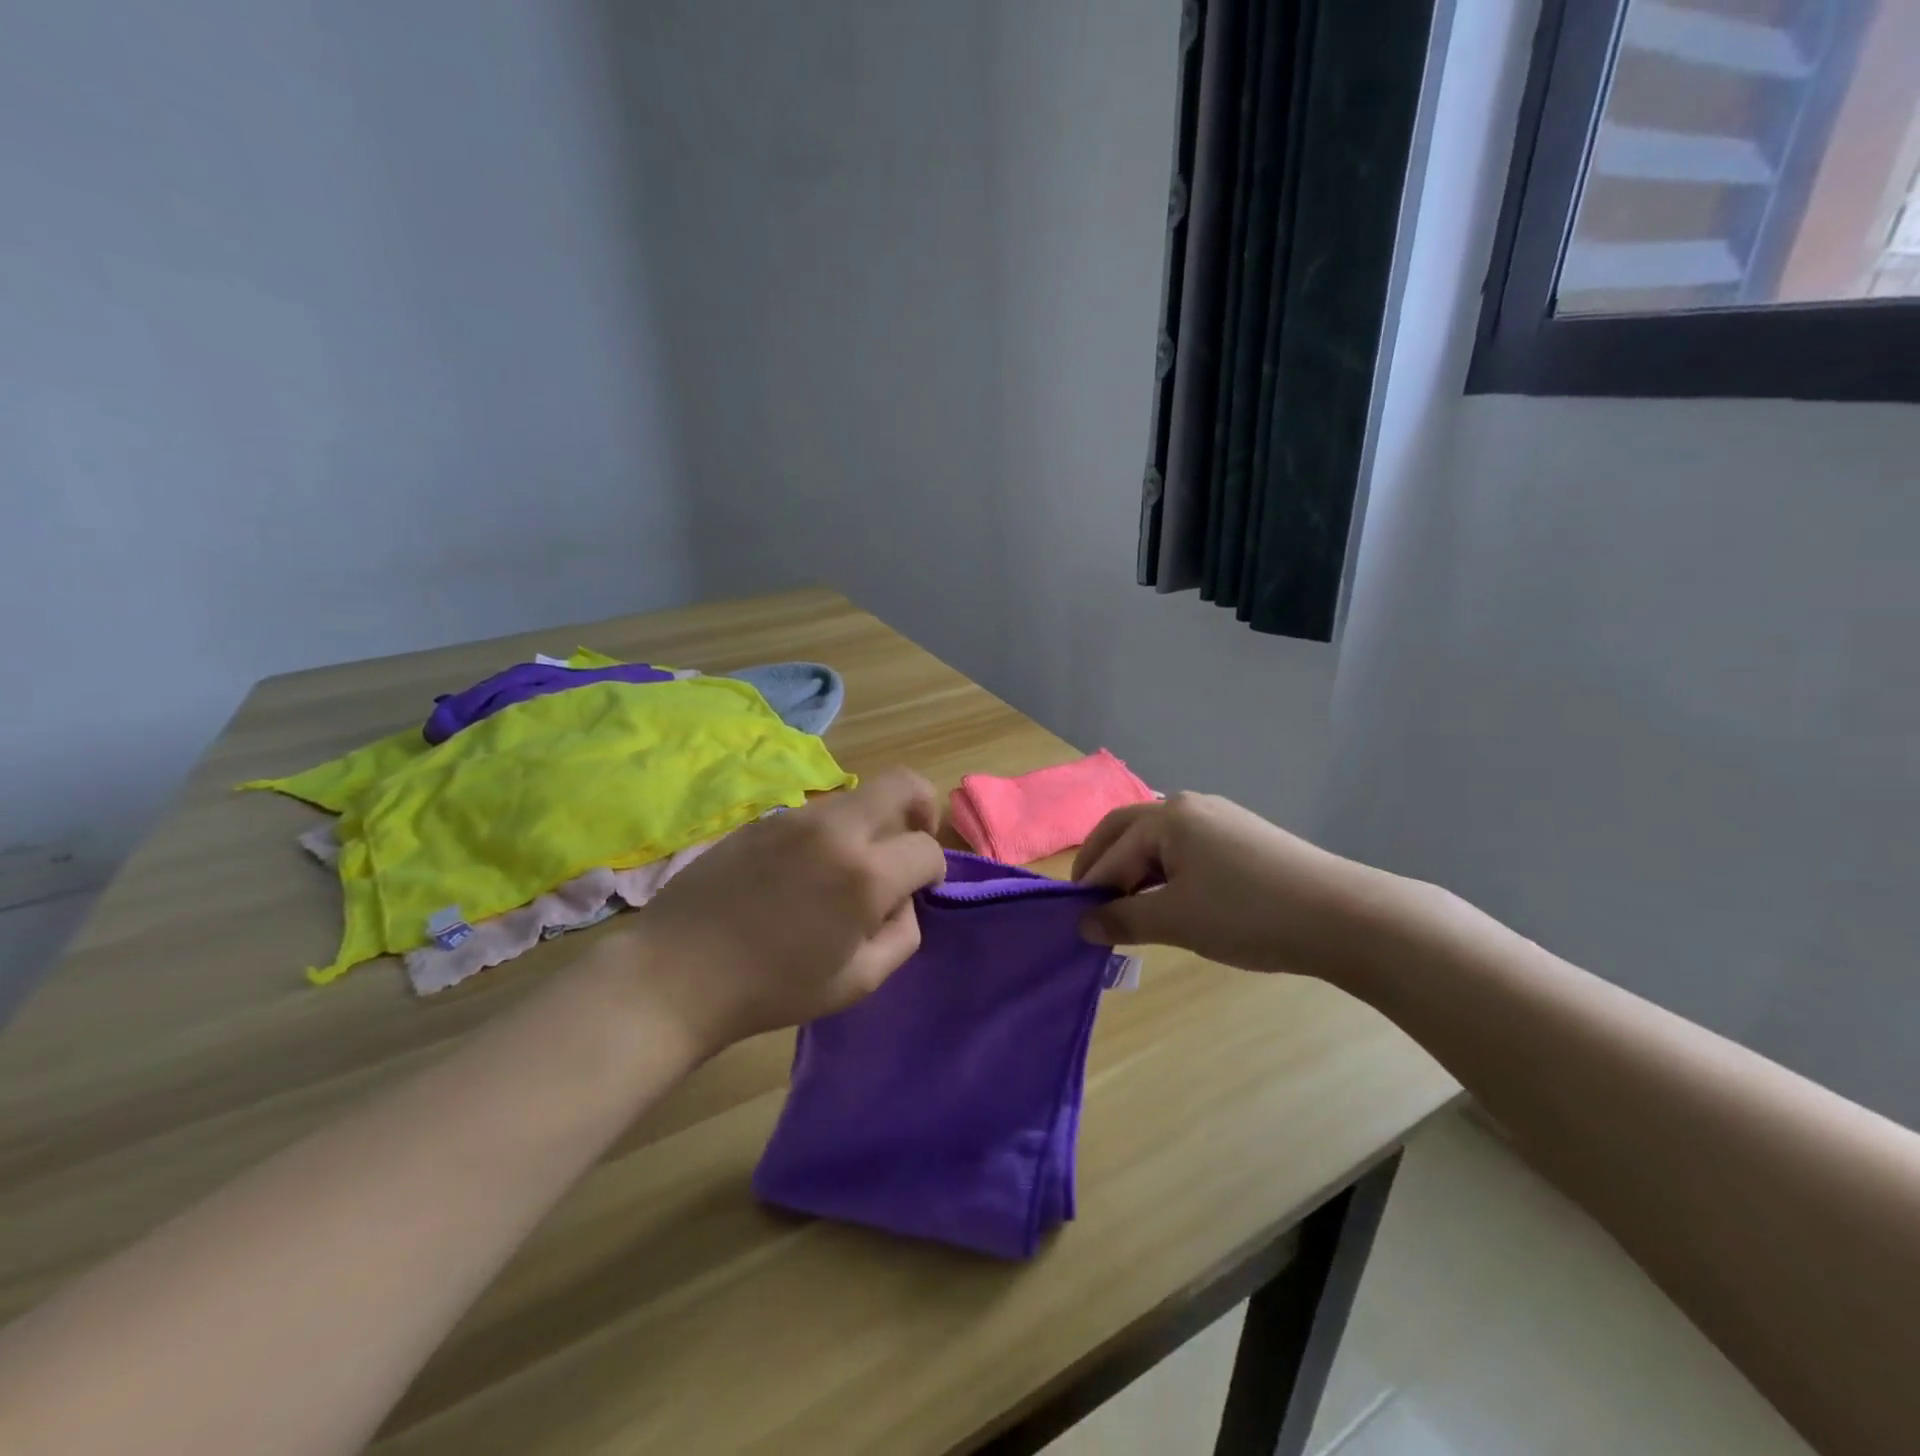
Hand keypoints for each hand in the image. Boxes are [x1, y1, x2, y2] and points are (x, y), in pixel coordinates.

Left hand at [612, 769, 947, 1054]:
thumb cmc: (773, 988)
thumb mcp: (858, 982)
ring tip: (848, 869)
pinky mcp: (764, 818)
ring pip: (858, 797)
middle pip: (902, 783)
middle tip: (910, 841)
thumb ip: (901, 935)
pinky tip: (804, 873)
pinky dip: (831, 832)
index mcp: (865, 874)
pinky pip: (817, 813)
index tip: (921, 890)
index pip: (926, 849)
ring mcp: (796, 817)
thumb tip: (902, 900)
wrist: (678, 973)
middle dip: (921, 807)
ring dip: (871, 822)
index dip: (934, 871)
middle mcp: (836, 829)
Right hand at [1072, 792, 1391, 978]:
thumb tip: (1084, 925)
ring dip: (1135, 870)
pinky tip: (1171, 900)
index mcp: (1166, 817)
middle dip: (1103, 866)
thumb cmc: (1247, 914)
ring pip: (1158, 841)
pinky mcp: (1242, 836)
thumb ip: (1123, 920)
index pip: (1112, 852)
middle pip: (1127, 831)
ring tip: (1129, 910)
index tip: (1076, 925)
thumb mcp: (1176, 921)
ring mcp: (1219, 818)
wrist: (1343, 916)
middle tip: (1090, 906)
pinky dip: (1165, 871)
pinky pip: (1186, 848)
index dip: (1090, 889)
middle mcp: (1188, 806)